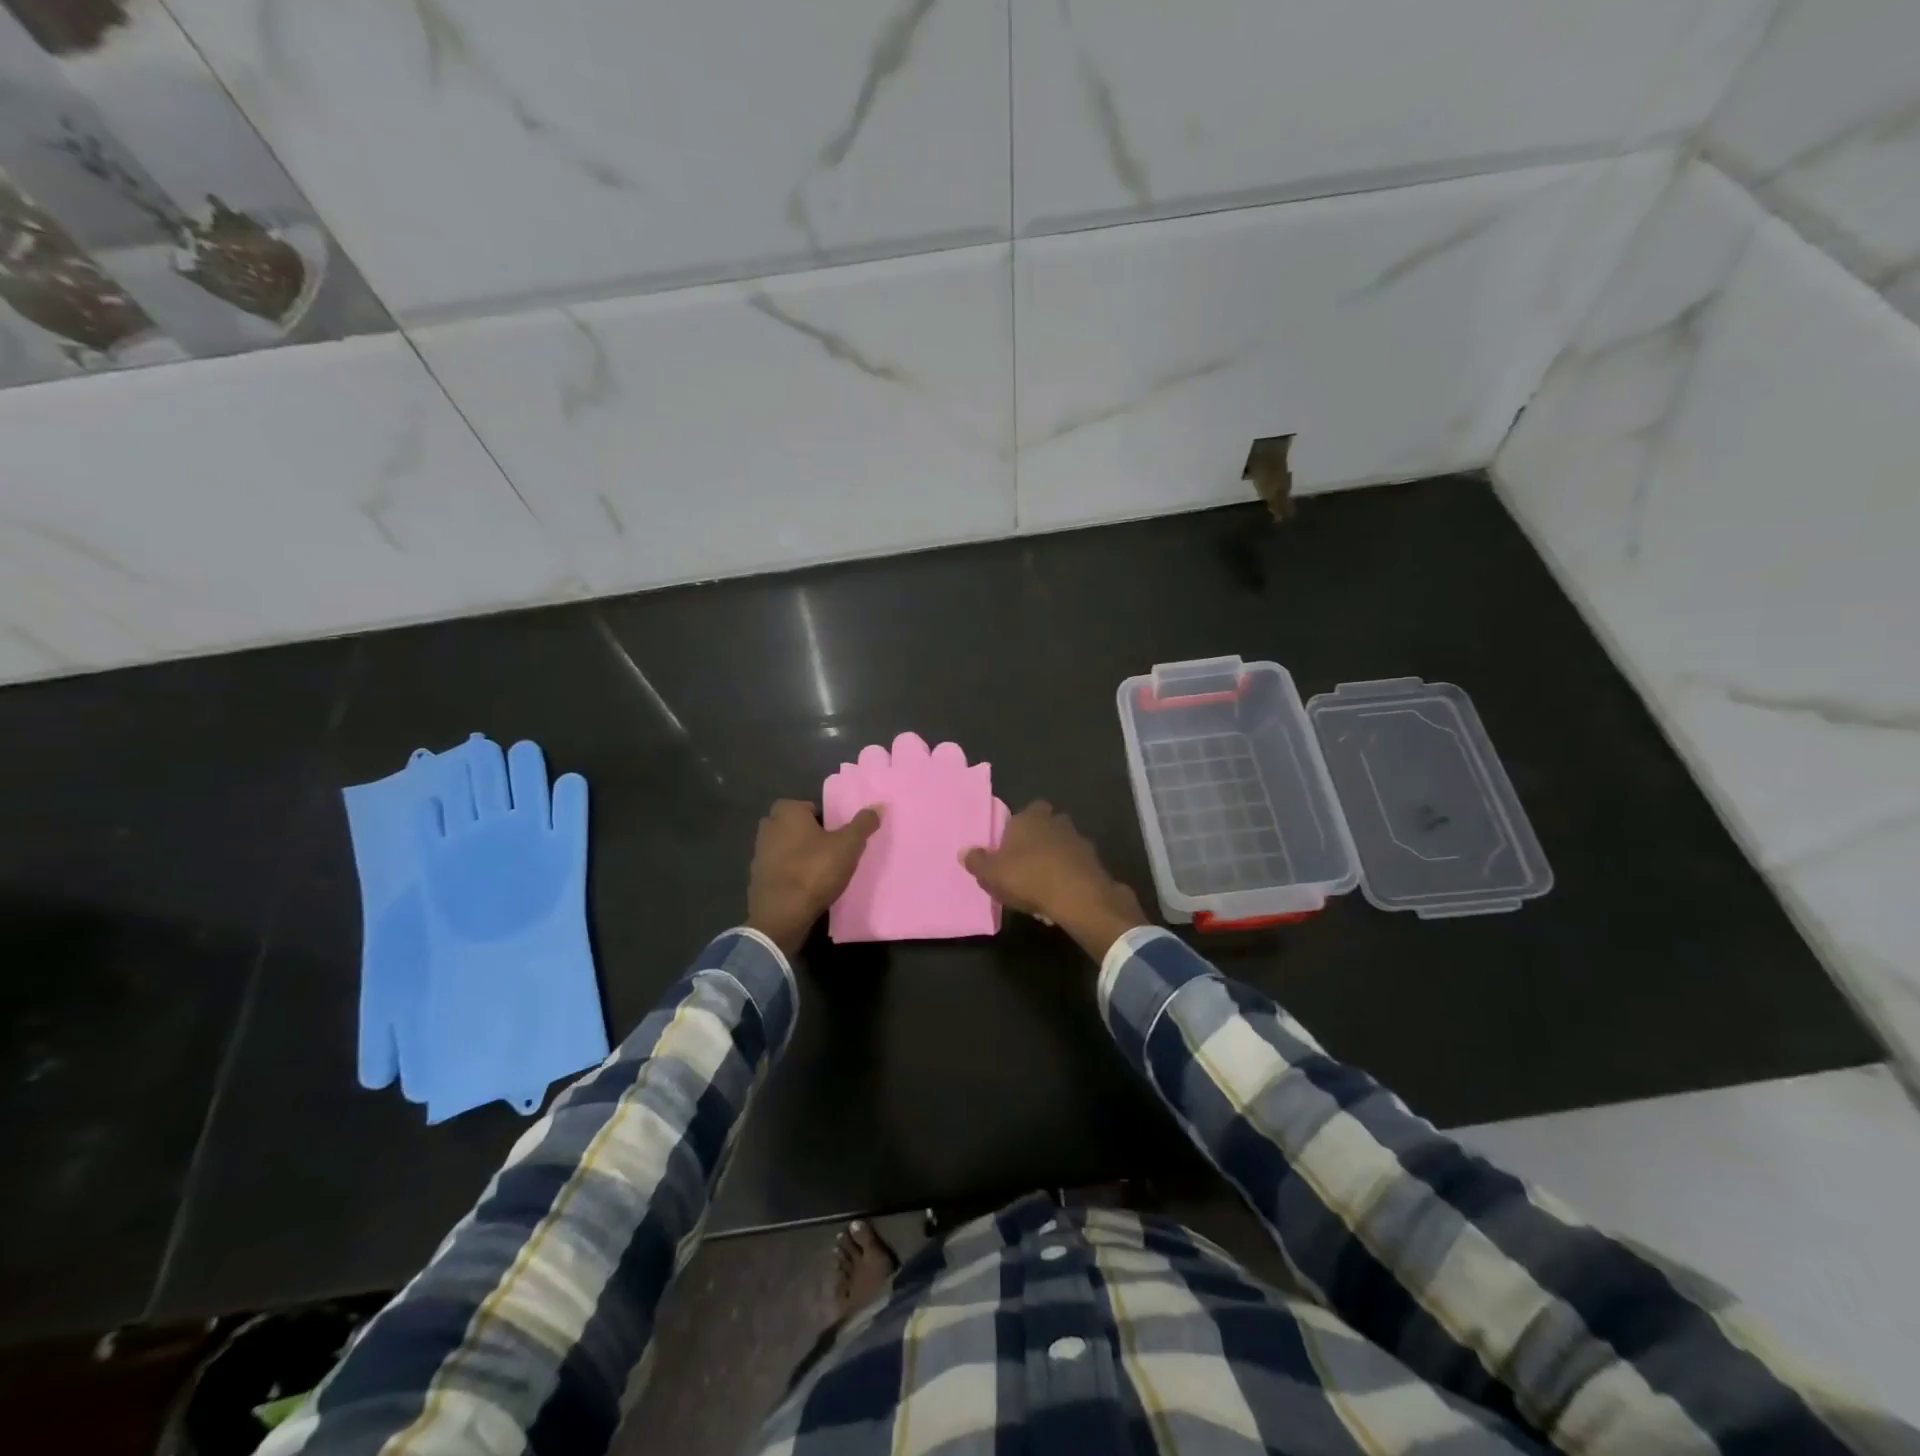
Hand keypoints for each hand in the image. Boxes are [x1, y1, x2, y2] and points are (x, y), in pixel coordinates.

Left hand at [747, 800, 881, 957]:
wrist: (782, 915)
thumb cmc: (815, 871)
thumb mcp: (848, 846)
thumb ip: (863, 824)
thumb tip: (878, 806)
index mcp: (787, 812)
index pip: (809, 807)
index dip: (824, 820)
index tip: (837, 837)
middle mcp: (768, 827)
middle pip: (795, 827)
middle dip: (809, 836)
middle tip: (830, 852)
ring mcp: (758, 854)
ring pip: (785, 847)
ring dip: (798, 855)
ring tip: (820, 872)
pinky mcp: (756, 878)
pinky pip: (778, 869)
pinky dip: (789, 874)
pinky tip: (804, 888)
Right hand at [962, 802, 1147, 960]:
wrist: (1078, 896)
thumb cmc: (1028, 877)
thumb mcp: (991, 874)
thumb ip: (976, 861)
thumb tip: (964, 851)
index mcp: (1028, 817)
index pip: (1022, 812)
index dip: (1016, 828)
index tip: (1009, 847)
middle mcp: (1055, 821)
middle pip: (1045, 824)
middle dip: (1038, 838)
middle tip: (1025, 861)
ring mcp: (1078, 839)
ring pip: (1062, 843)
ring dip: (1055, 856)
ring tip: (1043, 880)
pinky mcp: (1094, 859)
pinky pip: (1076, 862)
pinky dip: (1069, 872)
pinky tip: (1061, 891)